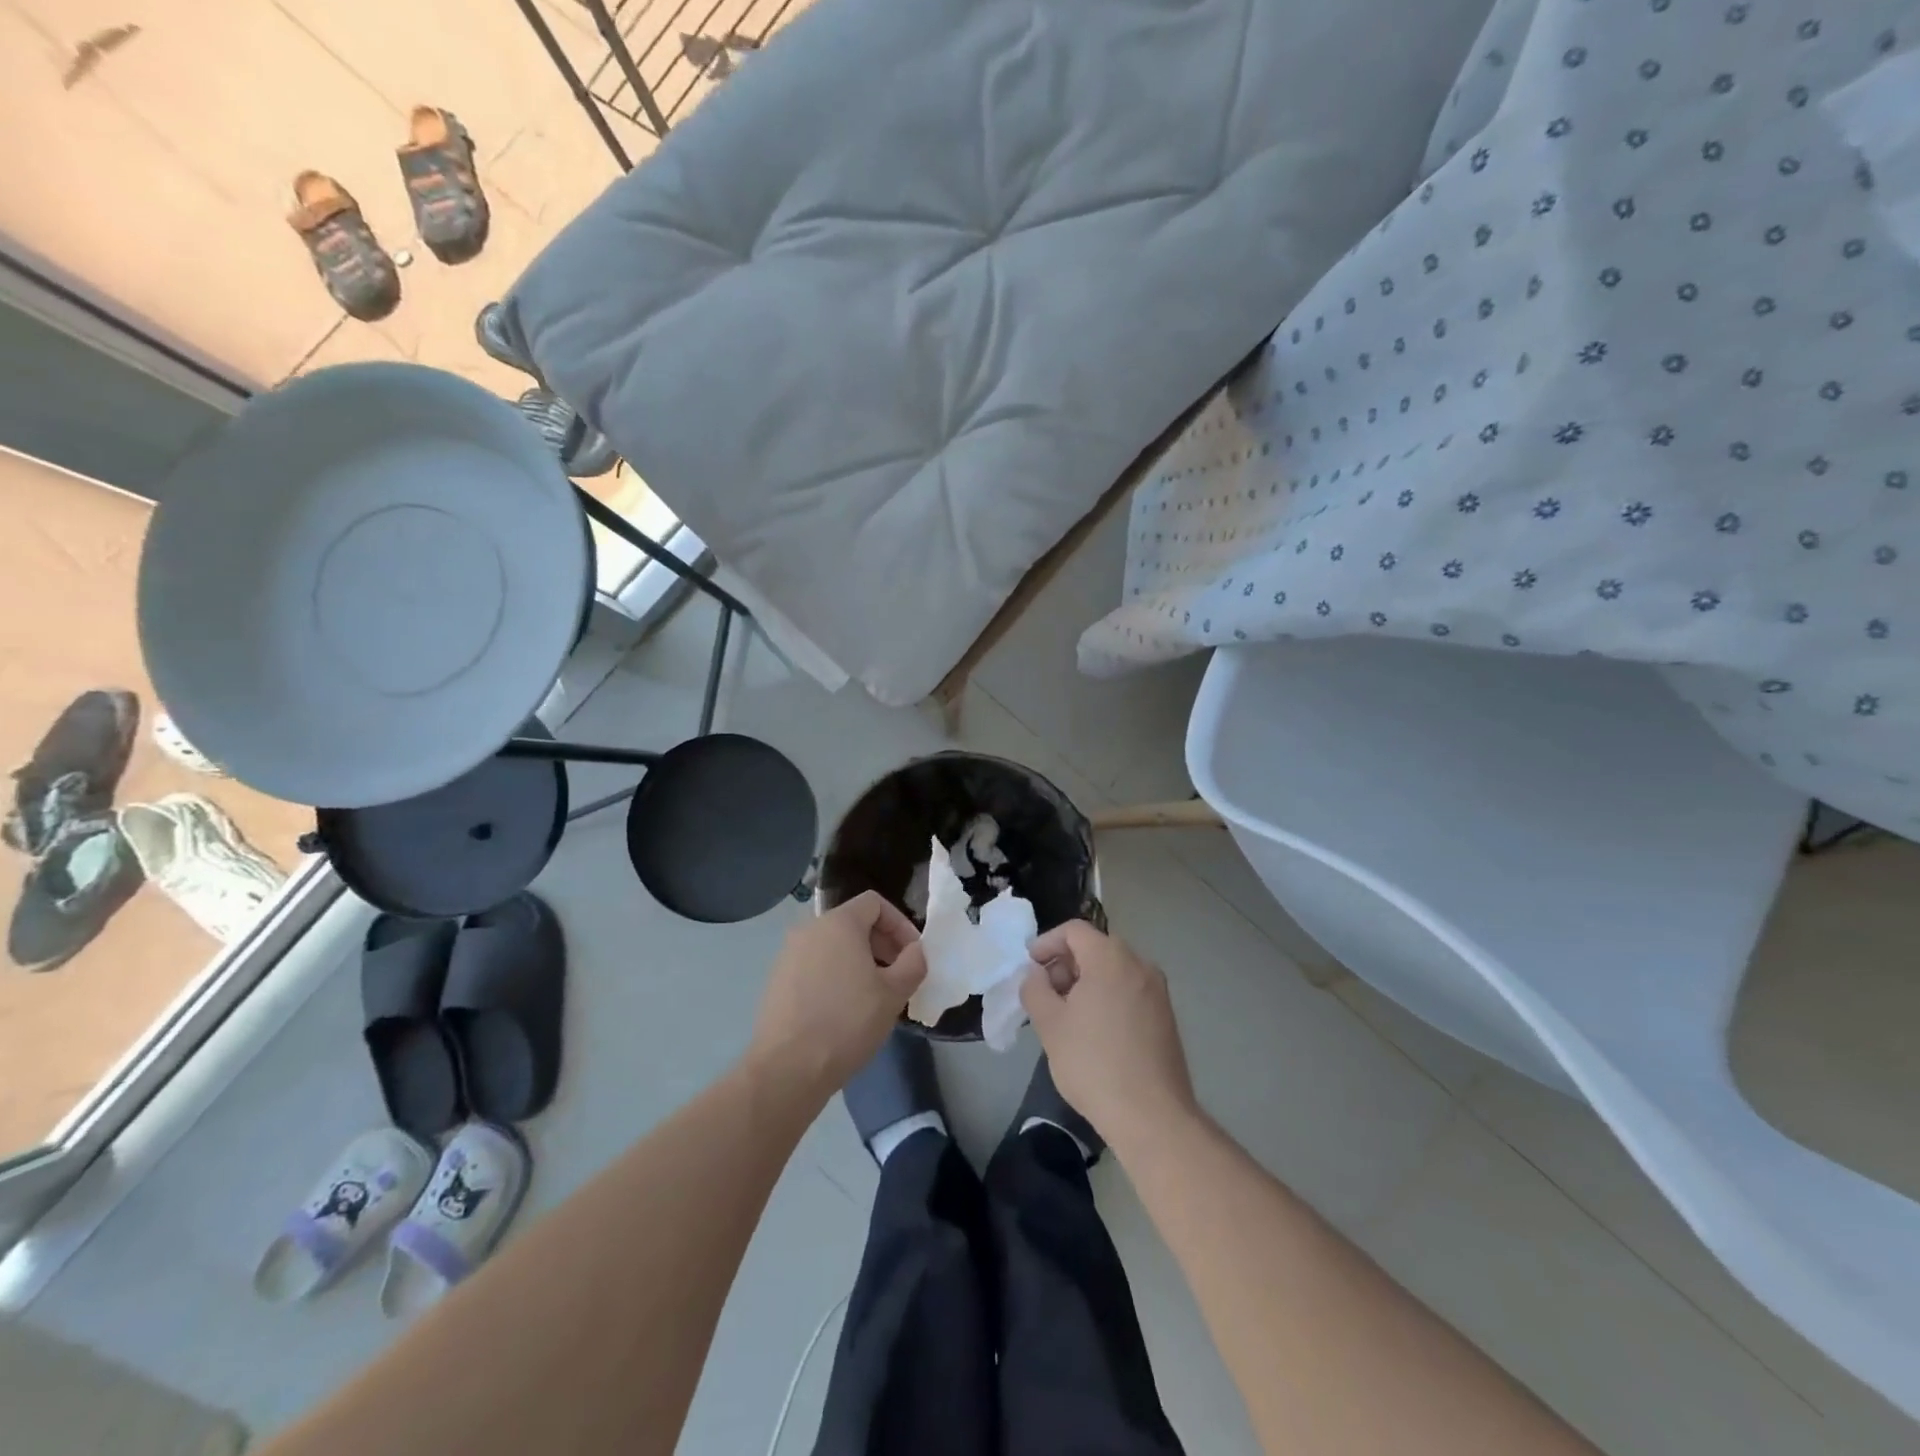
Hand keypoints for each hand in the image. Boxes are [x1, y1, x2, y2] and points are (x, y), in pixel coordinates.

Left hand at [750, 892, 927, 1100]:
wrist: (788, 1069)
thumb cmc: (847, 1022)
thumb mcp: (894, 993)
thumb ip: (913, 963)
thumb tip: (914, 951)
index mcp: (838, 923)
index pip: (874, 903)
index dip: (900, 924)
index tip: (912, 954)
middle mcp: (809, 929)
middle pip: (853, 923)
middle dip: (881, 945)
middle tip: (898, 977)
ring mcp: (788, 955)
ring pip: (833, 947)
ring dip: (859, 962)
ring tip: (873, 997)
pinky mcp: (777, 981)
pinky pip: (814, 967)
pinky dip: (835, 977)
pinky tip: (844, 1012)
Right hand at [1021, 920, 1196, 1146]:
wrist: (1152, 1116)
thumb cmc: (1094, 1064)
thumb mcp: (1050, 1024)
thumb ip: (1035, 989)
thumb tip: (1037, 975)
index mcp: (1111, 958)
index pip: (1074, 930)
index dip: (1046, 943)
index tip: (1030, 968)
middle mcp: (1139, 965)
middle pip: (1095, 947)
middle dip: (1065, 964)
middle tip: (1046, 994)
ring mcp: (1157, 991)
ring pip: (1113, 970)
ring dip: (1085, 982)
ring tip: (1066, 1015)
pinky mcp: (1166, 1016)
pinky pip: (1129, 990)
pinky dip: (1107, 996)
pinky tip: (1093, 1031)